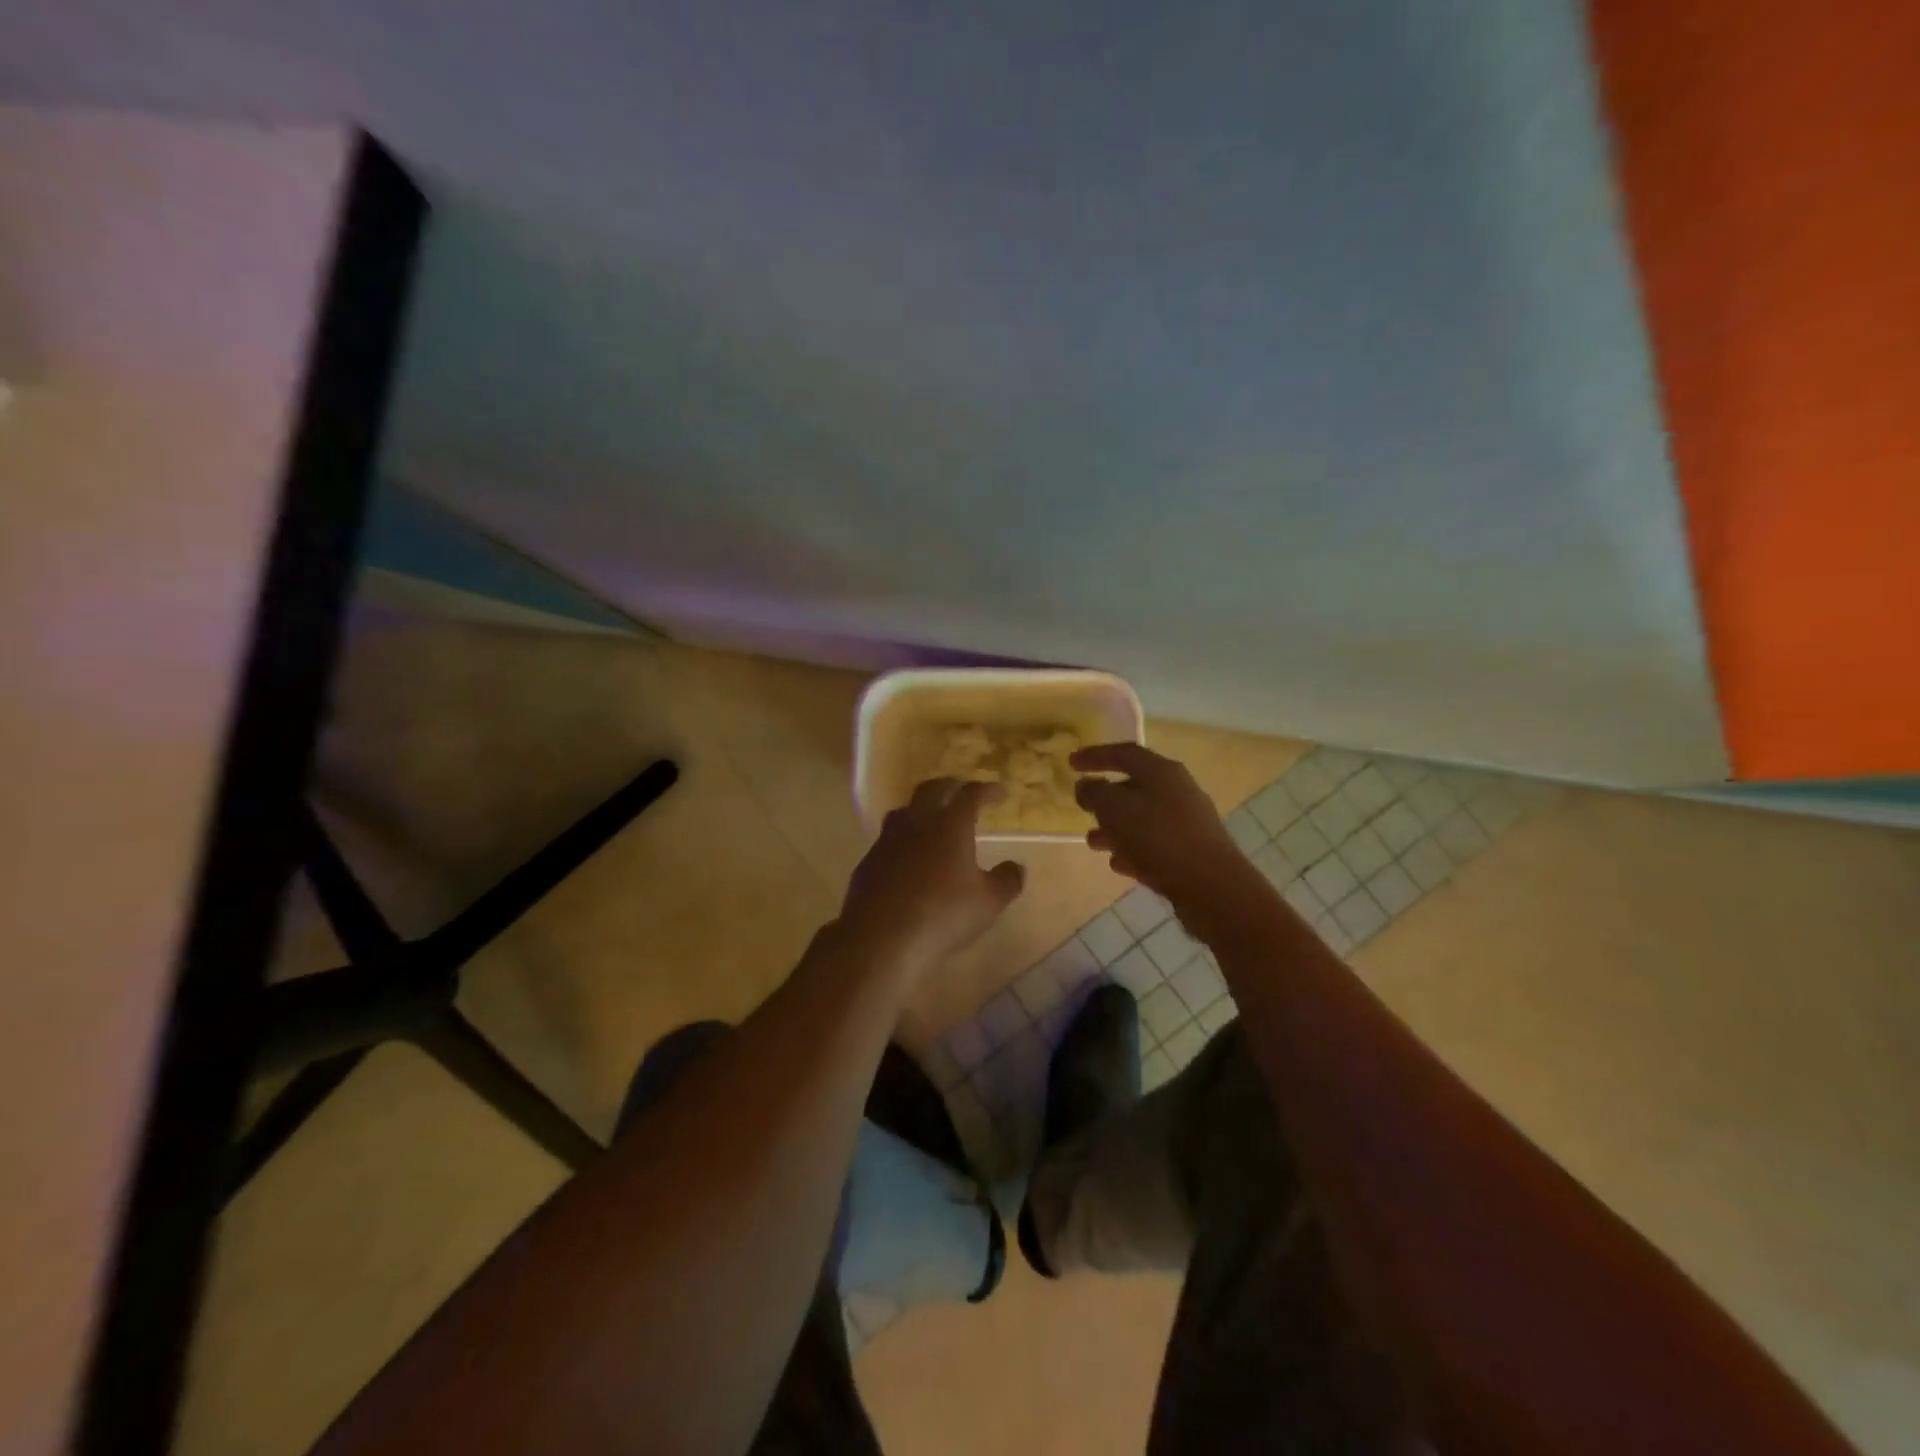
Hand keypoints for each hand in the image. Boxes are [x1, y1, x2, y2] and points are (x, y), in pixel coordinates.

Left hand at [837, 779, 1025, 972]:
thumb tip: (1017, 867)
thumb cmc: (943, 915)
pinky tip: (907, 859)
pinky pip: (887, 840)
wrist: (881, 939)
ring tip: (931, 820)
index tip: (999, 792)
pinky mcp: (867, 862)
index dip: (986, 790)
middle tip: (962, 792)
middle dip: (950, 786)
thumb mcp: (988, 902)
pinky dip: (902, 840)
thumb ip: (1006, 880)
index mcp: (950, 825)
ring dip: (920, 809)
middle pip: (931, 790)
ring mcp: (887, 841)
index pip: (970, 794)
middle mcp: (916, 823)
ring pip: (904, 811)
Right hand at [1072, 743, 1246, 907]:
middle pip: (1134, 786)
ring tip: (1093, 841)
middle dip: (1105, 798)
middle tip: (1083, 806)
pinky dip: (1133, 849)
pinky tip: (1118, 864)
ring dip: (1115, 827)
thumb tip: (1086, 785)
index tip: (1071, 762)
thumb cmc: (1158, 838)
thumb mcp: (1115, 810)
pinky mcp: (1190, 851)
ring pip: (1142, 818)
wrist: (1211, 886)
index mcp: (1161, 772)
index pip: (1124, 753)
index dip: (1096, 755)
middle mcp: (1177, 790)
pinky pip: (1154, 843)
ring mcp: (1186, 822)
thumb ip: (1095, 793)